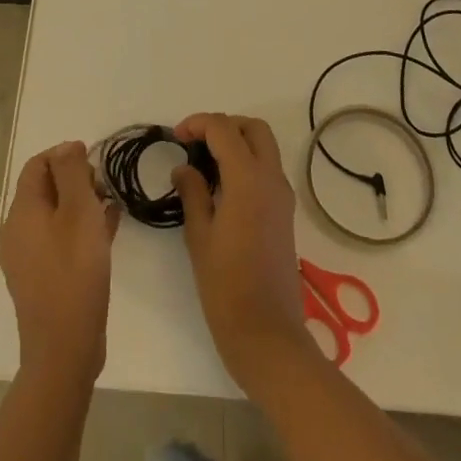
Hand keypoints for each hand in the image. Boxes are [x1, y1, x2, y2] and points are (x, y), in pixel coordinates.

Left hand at [0, 140, 120, 386]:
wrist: (64, 350)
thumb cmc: (74, 272)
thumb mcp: (79, 211)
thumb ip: (72, 173)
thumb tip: (67, 147)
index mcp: (22, 212)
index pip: (37, 165)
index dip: (64, 155)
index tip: (94, 161)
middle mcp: (18, 232)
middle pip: (45, 189)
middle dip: (75, 180)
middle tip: (104, 187)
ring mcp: (28, 259)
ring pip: (54, 216)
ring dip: (81, 205)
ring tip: (110, 206)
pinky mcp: (42, 280)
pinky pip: (60, 241)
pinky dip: (80, 230)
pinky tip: (108, 231)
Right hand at [172, 113, 314, 393]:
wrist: (268, 336)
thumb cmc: (226, 287)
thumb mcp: (199, 237)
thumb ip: (192, 193)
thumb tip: (185, 168)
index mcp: (248, 179)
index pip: (223, 129)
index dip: (197, 124)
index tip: (175, 137)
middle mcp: (271, 179)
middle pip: (253, 128)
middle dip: (224, 125)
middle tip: (196, 143)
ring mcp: (283, 196)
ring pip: (264, 147)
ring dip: (237, 143)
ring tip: (206, 164)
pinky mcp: (285, 214)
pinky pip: (268, 170)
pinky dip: (247, 163)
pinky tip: (222, 187)